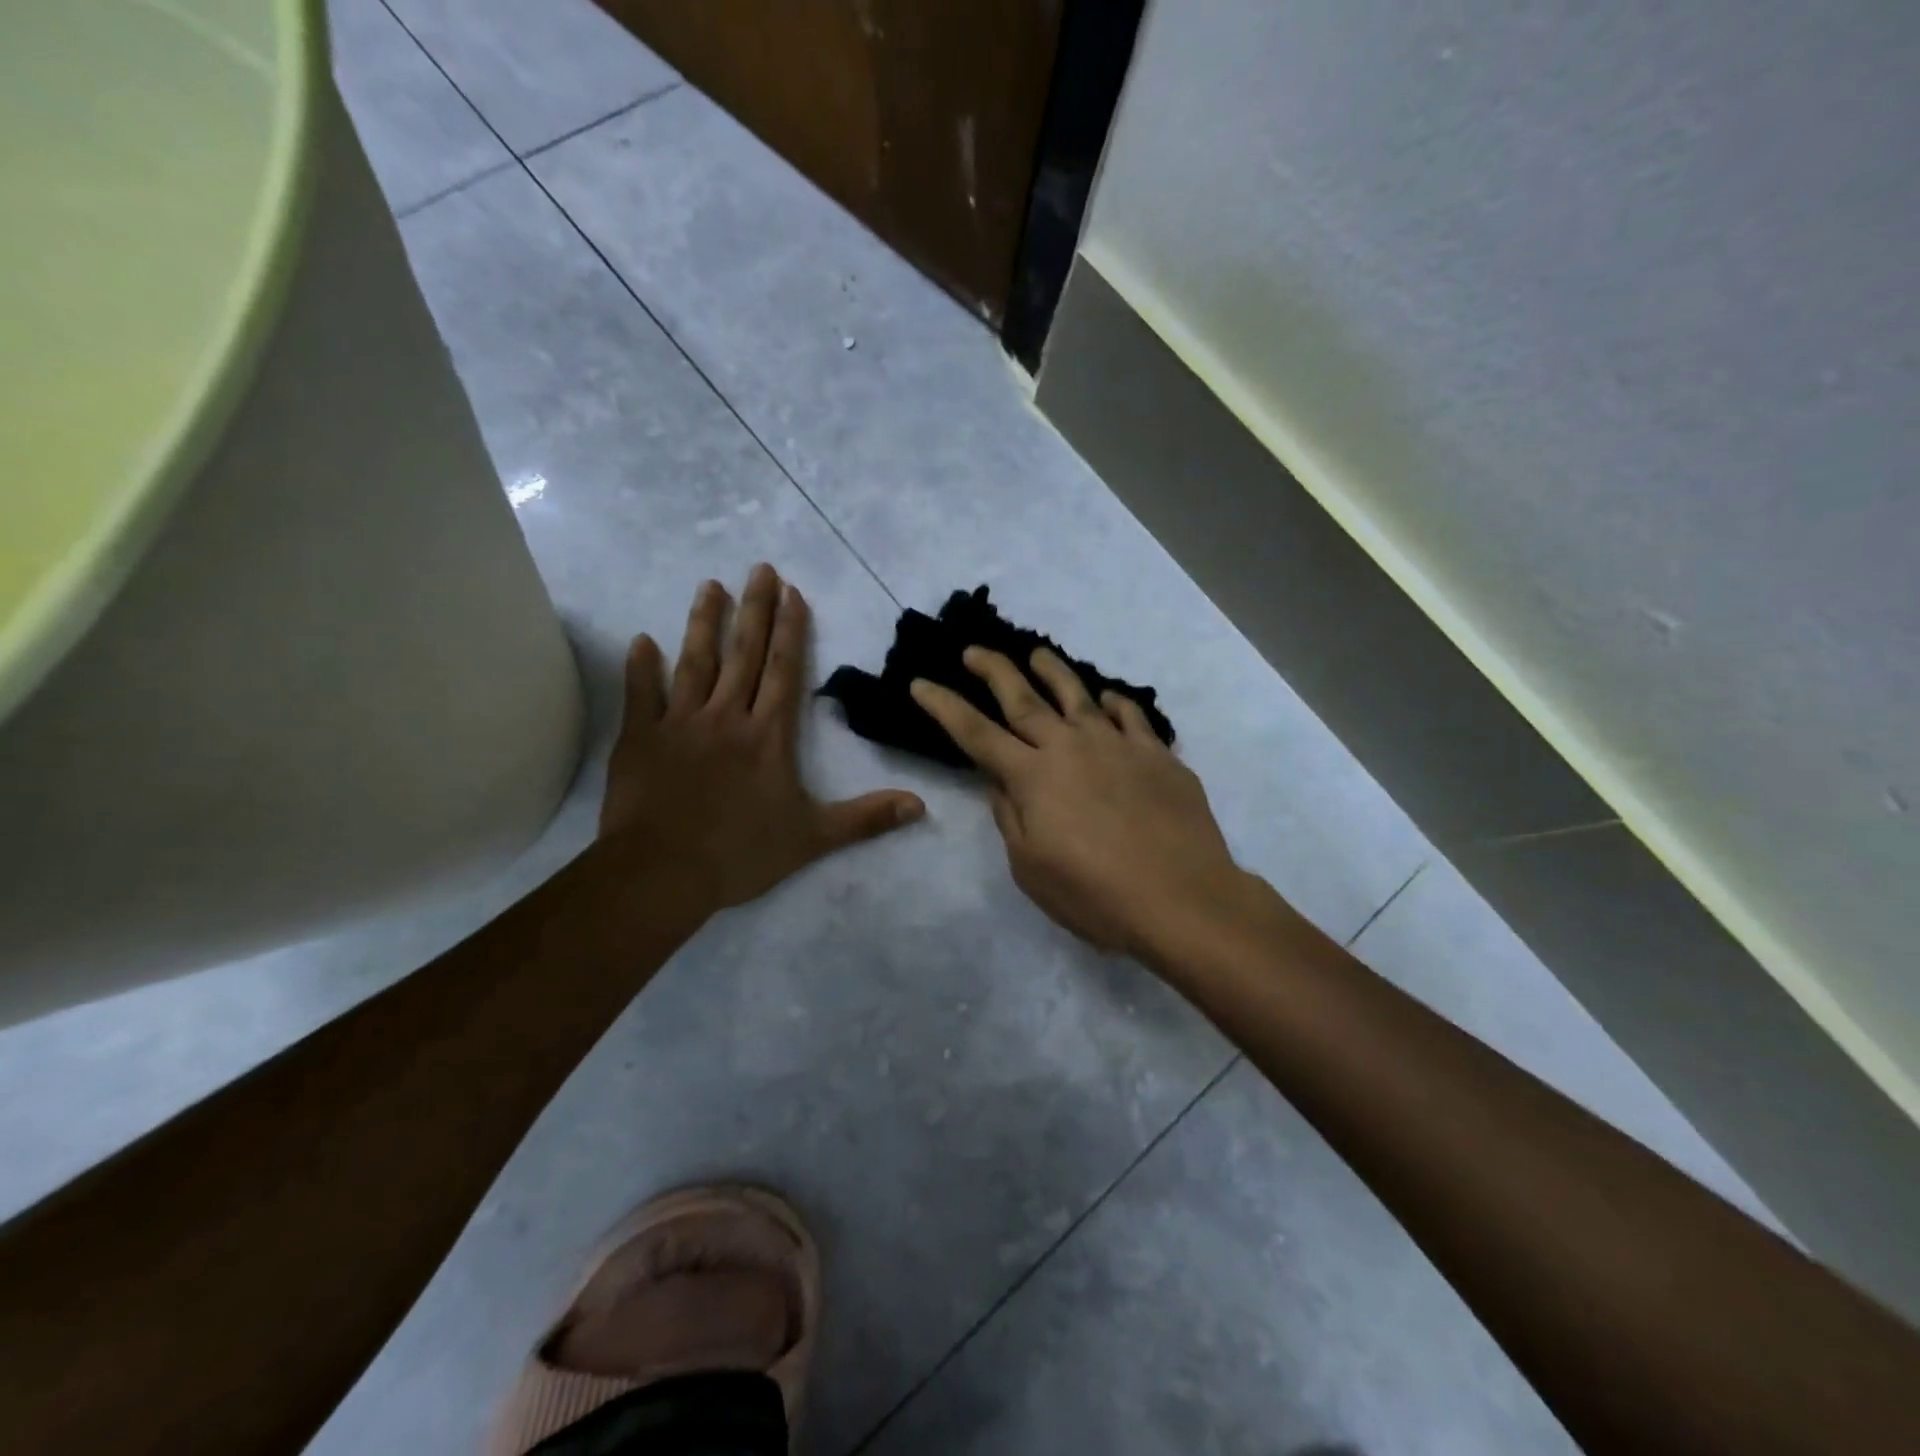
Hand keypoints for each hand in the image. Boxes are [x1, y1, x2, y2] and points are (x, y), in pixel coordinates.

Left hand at [599, 565, 924, 915]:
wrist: (661, 873)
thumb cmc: (740, 853)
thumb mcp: (813, 838)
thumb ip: (866, 818)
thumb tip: (921, 806)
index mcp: (768, 735)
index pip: (784, 671)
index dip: (791, 630)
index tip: (792, 593)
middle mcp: (726, 717)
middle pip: (744, 654)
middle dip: (755, 609)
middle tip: (760, 568)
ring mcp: (679, 724)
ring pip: (694, 663)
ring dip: (704, 622)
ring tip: (710, 585)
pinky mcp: (640, 739)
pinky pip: (640, 695)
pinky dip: (640, 667)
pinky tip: (641, 640)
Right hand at [910, 647, 1246, 959]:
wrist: (1181, 897)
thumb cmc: (1095, 895)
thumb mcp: (1030, 868)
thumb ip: (1010, 818)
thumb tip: (1001, 782)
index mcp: (1032, 777)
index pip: (976, 733)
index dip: (944, 706)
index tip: (921, 683)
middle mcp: (1070, 747)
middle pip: (1023, 699)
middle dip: (993, 670)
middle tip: (974, 650)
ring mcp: (1117, 745)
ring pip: (1078, 696)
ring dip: (1052, 671)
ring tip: (1037, 653)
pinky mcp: (1157, 755)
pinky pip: (1131, 716)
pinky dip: (1115, 703)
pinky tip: (1108, 698)